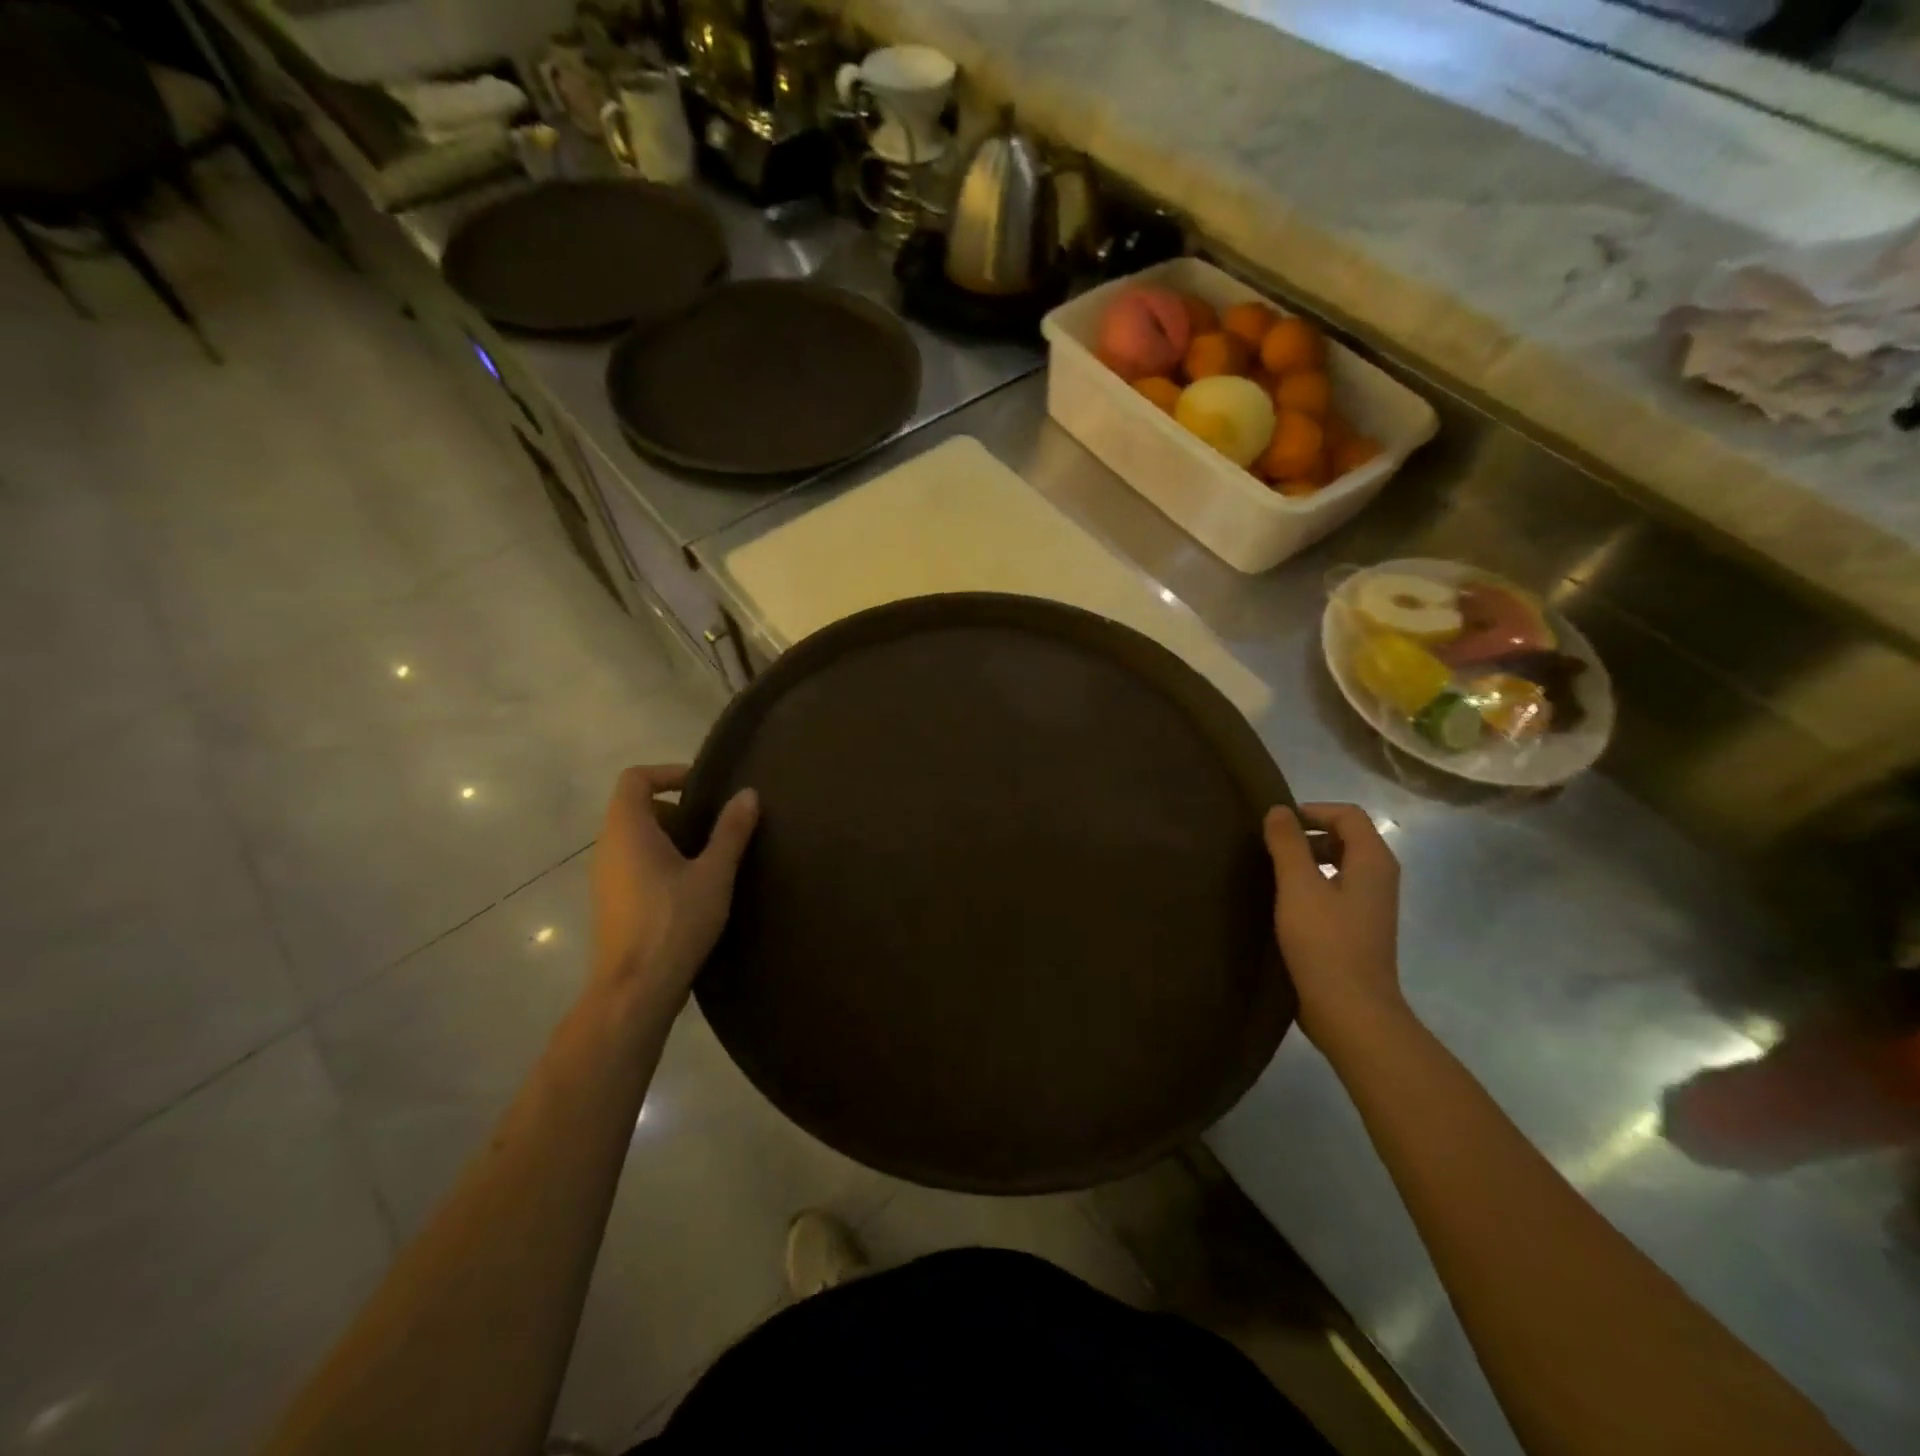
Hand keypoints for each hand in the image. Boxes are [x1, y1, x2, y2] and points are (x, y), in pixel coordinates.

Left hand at [590, 765, 758, 1015]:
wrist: (635, 990)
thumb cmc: (674, 923)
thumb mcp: (713, 874)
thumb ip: (731, 831)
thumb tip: (748, 794)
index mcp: (627, 830)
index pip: (635, 778)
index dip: (668, 773)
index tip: (704, 788)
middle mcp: (607, 847)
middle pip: (636, 808)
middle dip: (677, 809)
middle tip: (714, 826)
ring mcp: (605, 878)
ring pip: (636, 839)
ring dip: (672, 838)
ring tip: (711, 858)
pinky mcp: (611, 903)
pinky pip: (634, 864)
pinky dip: (661, 862)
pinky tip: (693, 889)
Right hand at [1263, 802, 1406, 1050]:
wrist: (1351, 1011)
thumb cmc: (1325, 943)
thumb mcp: (1299, 887)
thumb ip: (1288, 844)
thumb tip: (1278, 810)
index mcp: (1373, 862)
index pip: (1347, 815)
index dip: (1311, 811)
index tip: (1275, 825)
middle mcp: (1379, 878)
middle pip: (1346, 837)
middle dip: (1307, 835)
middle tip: (1269, 848)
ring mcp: (1371, 906)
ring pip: (1339, 865)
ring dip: (1307, 861)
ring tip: (1272, 873)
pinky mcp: (1358, 929)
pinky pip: (1336, 891)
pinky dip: (1312, 886)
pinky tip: (1285, 904)